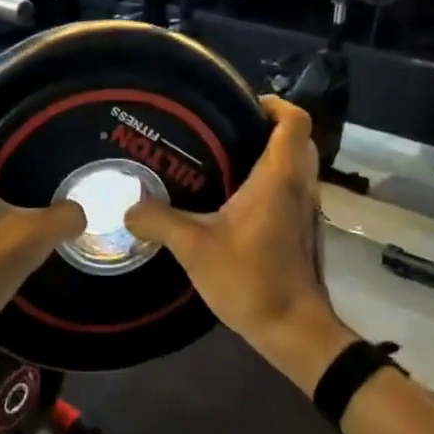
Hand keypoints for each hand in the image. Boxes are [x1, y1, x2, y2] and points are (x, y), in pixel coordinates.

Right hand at [125, 97, 353, 392]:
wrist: (295, 330)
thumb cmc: (251, 280)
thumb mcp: (195, 248)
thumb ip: (159, 220)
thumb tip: (128, 205)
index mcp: (278, 179)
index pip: (293, 122)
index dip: (274, 104)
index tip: (243, 103)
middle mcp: (299, 187)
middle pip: (297, 140)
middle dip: (268, 127)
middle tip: (227, 129)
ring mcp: (305, 211)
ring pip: (297, 166)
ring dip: (271, 155)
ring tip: (225, 159)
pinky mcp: (302, 232)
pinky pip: (291, 190)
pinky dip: (271, 182)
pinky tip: (235, 201)